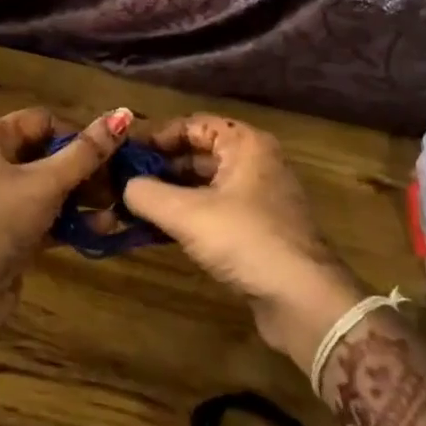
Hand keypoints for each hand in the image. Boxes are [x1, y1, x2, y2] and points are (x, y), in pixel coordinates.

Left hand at [0, 105, 132, 335]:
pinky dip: (72, 222)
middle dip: (86, 169)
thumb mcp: (46, 182)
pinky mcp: (11, 234)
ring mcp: (1, 202)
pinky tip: (104, 229)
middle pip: (48, 155)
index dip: (75, 133)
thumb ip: (86, 152)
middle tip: (122, 181)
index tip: (107, 153)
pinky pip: (47, 218)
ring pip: (50, 189)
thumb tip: (123, 113)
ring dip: (84, 197)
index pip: (42, 121)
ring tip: (120, 206)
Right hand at [123, 114, 363, 369]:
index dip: (157, 135)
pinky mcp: (257, 229)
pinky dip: (187, 214)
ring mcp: (259, 197)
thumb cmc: (246, 240)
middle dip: (160, 166)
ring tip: (132, 206)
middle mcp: (255, 162)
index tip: (125, 153)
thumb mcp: (187, 214)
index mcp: (245, 144)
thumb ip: (146, 194)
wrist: (303, 301)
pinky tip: (158, 230)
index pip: (193, 124)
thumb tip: (122, 186)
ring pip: (204, 184)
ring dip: (170, 193)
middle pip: (198, 153)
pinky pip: (214, 209)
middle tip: (122, 181)